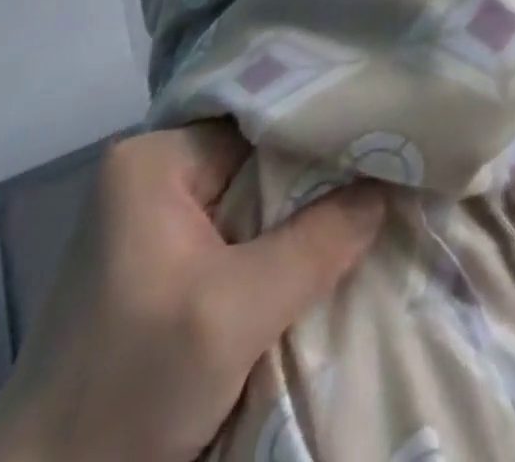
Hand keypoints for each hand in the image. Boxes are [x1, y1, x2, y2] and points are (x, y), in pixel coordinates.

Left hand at [0, 124, 384, 461]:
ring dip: (301, 217)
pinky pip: (239, 233)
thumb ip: (316, 244)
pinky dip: (277, 246)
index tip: (383, 143)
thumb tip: (388, 187)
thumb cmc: (126, 392)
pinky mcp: (162, 260)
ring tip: (366, 208)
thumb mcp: (232, 316)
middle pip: (262, 158)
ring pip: (255, 198)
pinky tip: (318, 251)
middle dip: (317, 179)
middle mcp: (154, 171)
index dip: (323, 136)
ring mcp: (156, 216)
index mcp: (155, 158)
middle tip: (385, 178)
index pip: (264, 121)